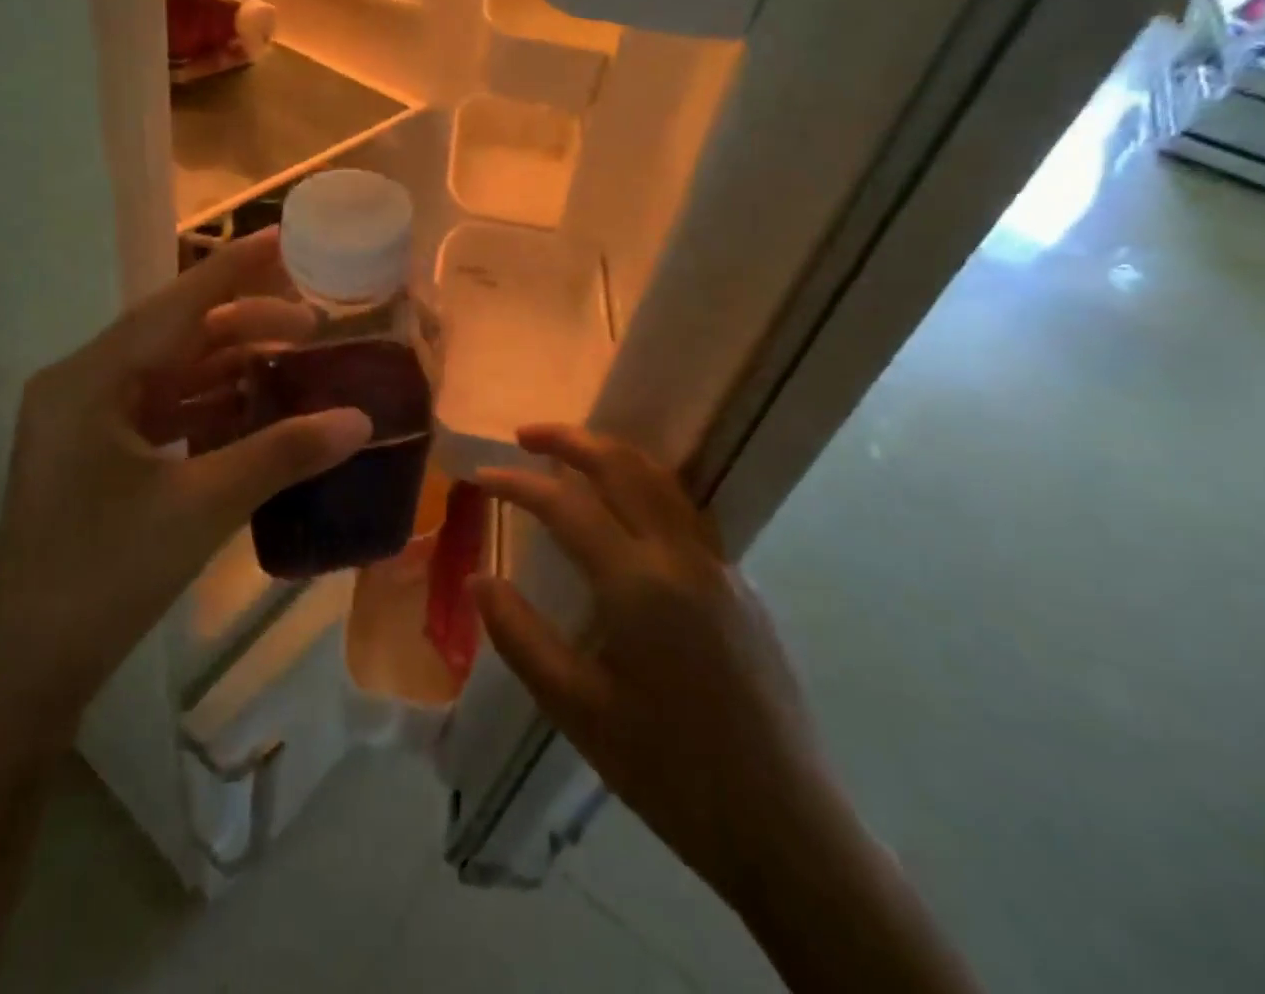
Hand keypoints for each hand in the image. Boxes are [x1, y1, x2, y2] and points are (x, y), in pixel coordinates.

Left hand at [0, 230, 370, 735]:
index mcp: (89, 381)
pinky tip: (255, 408)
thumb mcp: (200, 508)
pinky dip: (210, 405)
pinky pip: (162, 409)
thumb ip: (281, 454)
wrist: (33, 665)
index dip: (233, 269)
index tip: (282, 236)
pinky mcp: (97, 453)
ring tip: (296, 363)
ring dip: (231, 367)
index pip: (175, 307)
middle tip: (312, 325)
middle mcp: (81, 386)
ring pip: (171, 373)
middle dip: (245, 326)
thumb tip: (359, 420)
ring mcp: (85, 421)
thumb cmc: (106, 576)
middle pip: (175, 336)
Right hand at [473, 425, 836, 905]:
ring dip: (612, 455)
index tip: (480, 477)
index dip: (517, 484)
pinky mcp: (742, 587)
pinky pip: (686, 513)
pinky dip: (645, 487)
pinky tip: (627, 514)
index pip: (566, 505)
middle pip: (623, 467)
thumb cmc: (670, 772)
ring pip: (662, 481)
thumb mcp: (577, 710)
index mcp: (639, 584)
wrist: (786, 829)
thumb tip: (478, 579)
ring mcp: (720, 568)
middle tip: (525, 435)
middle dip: (570, 440)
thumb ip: (520, 636)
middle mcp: (683, 557)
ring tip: (572, 456)